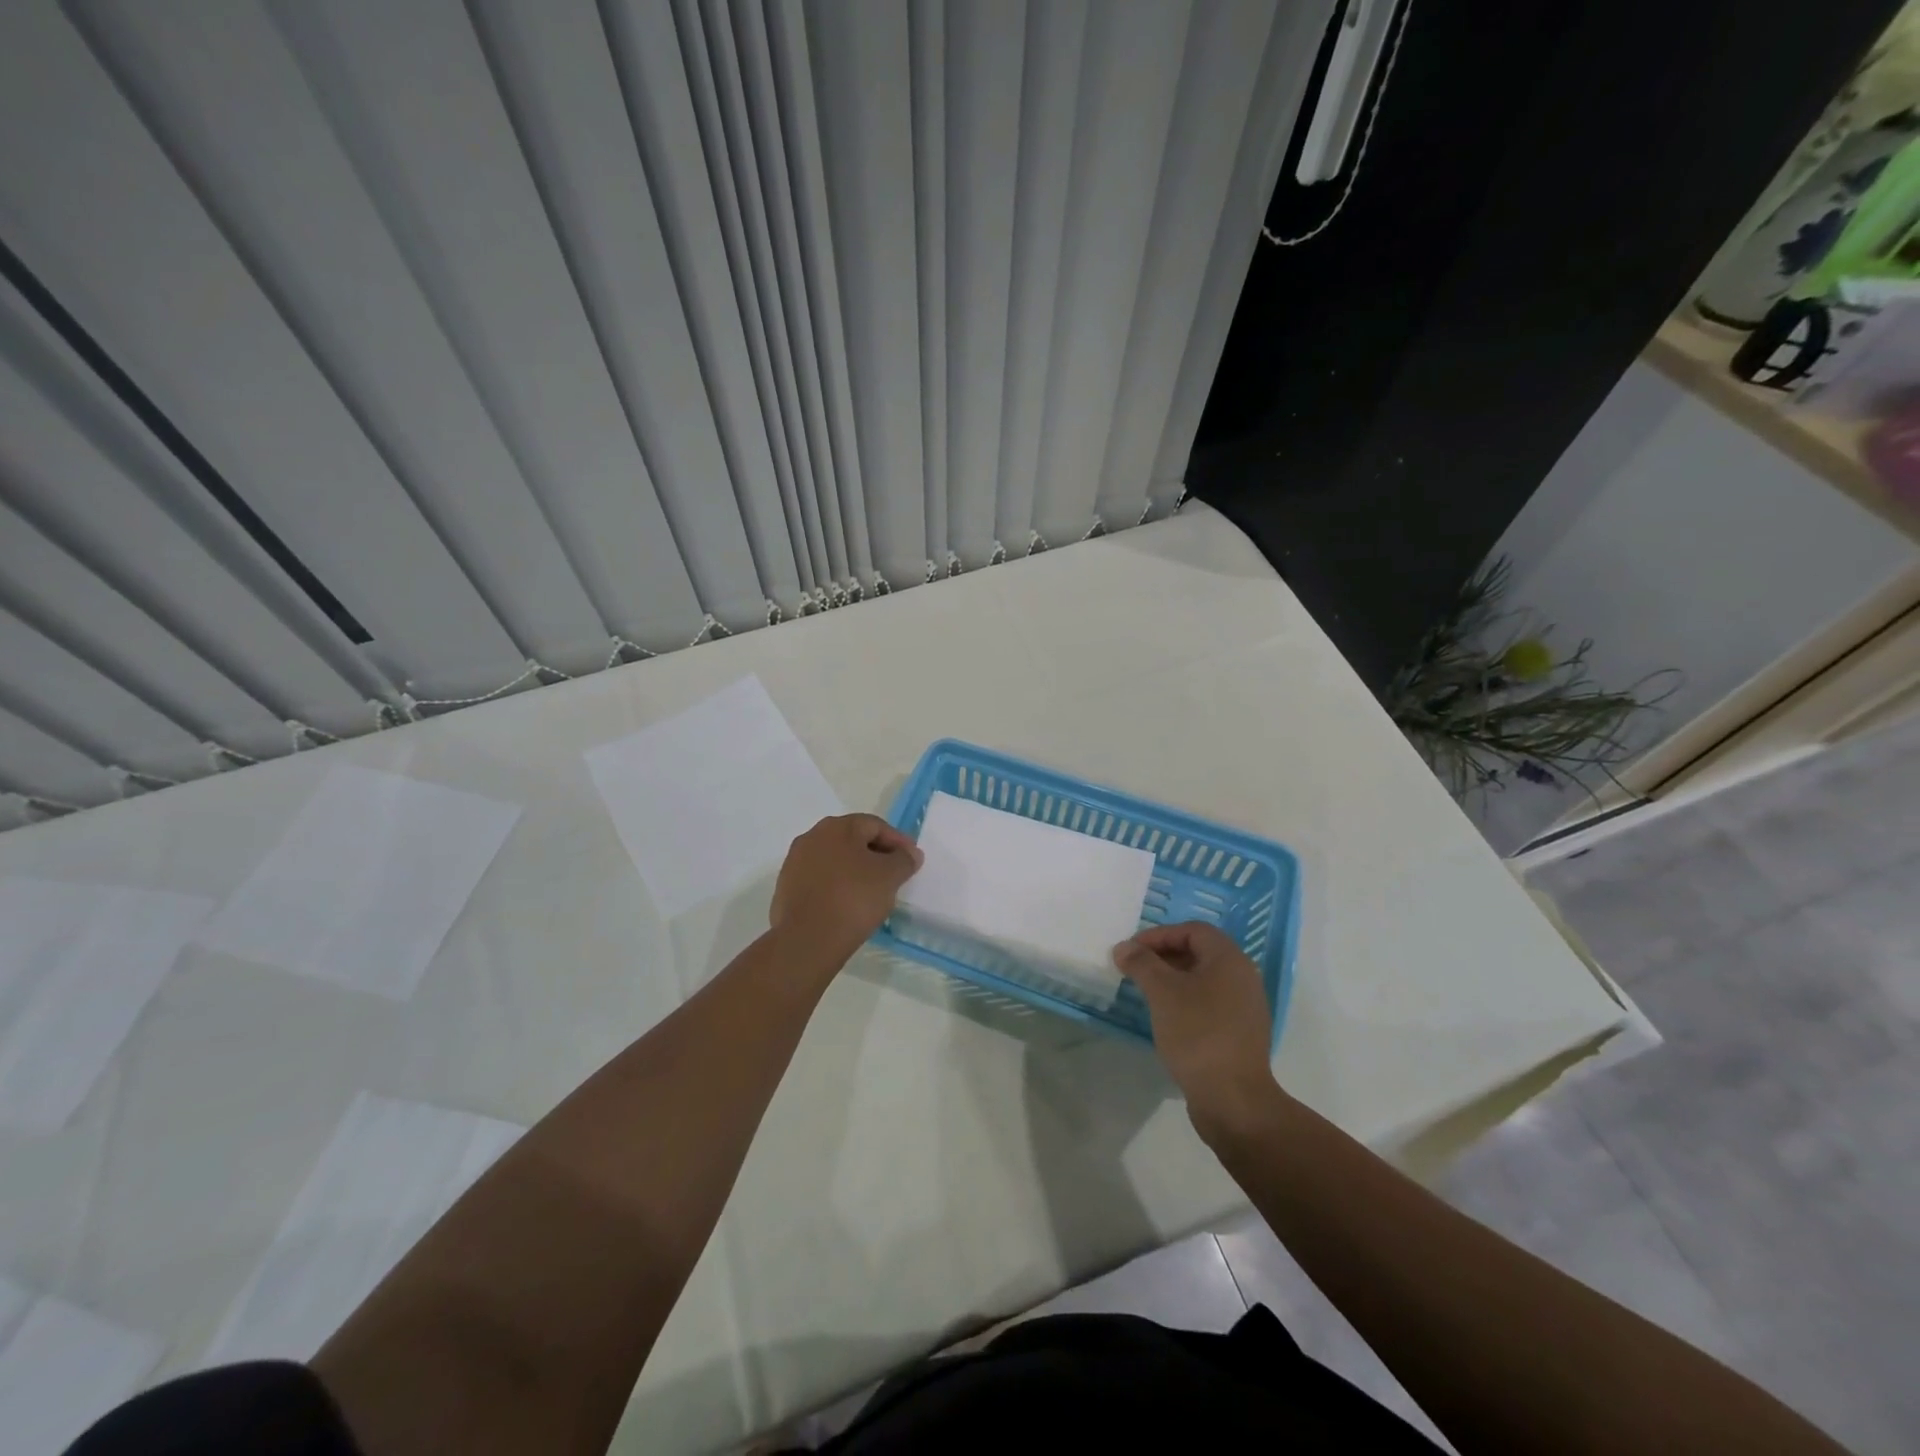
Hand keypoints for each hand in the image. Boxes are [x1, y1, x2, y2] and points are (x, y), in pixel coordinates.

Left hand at [771, 814, 922, 962]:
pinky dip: (836, 886)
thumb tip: (910, 853)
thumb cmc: (854, 899)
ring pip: (834, 860)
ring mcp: (795, 862)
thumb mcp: (890, 877)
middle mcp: (812, 837)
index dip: (898, 841)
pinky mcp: (786, 888)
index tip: (912, 860)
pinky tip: (847, 904)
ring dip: (854, 870)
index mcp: (837, 827)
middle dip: (875, 854)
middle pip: (852, 840)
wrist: (808, 940)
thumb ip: (904, 859)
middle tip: (894, 874)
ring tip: (872, 891)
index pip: (875, 825)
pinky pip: (819, 880)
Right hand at [1113, 922, 1285, 1142]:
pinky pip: (1210, 1003)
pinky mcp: (1240, 1033)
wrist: (1233, 1099)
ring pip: (1204, 980)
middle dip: (1164, 956)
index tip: (1131, 951)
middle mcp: (1243, 977)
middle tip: (1135, 969)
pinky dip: (1186, 1002)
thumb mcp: (1162, 992)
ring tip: (1146, 993)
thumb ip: (1141, 963)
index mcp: (1229, 960)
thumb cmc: (1197, 1034)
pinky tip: (1166, 1019)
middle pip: (1199, 952)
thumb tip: (1124, 948)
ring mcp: (1245, 1007)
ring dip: (1173, 980)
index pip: (1193, 930)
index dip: (1159, 935)